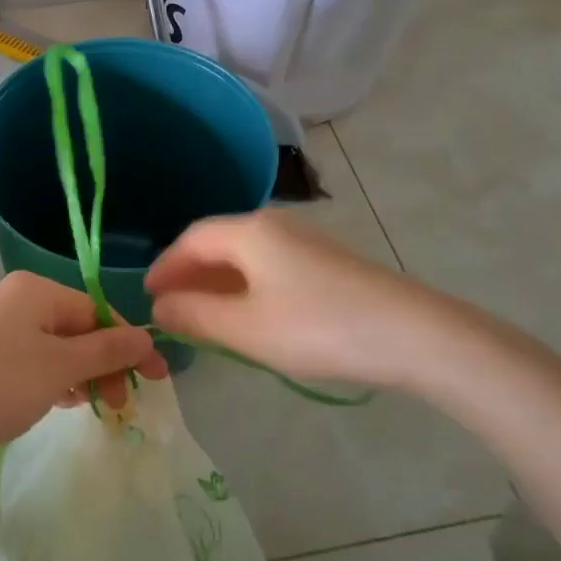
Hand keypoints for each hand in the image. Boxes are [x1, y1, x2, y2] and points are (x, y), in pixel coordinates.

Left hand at [0, 271, 165, 454]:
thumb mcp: (61, 367)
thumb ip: (107, 351)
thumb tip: (146, 337)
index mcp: (38, 291)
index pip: (99, 312)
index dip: (129, 345)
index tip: (155, 380)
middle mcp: (19, 300)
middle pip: (78, 329)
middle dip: (104, 364)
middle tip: (119, 405)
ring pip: (55, 348)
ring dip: (80, 375)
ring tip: (92, 408)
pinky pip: (32, 361)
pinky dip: (52, 380)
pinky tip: (59, 403)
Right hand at [145, 210, 422, 387]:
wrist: (413, 334)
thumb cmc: (318, 328)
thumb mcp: (245, 328)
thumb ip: (195, 315)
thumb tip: (159, 307)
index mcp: (249, 232)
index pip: (191, 240)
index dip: (165, 267)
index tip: (147, 297)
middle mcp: (274, 225)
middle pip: (218, 243)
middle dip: (190, 275)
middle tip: (170, 309)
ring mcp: (304, 242)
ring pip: (245, 256)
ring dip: (218, 284)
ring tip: (203, 317)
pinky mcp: (325, 263)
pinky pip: (269, 267)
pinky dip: (246, 287)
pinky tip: (249, 316)